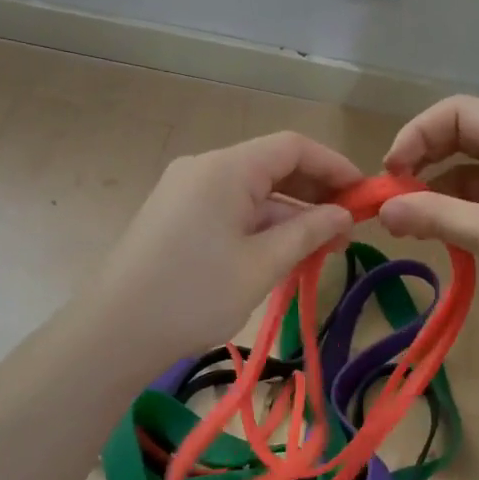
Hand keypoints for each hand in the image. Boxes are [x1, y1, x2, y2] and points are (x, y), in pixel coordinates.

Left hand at [83, 131, 359, 364]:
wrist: (113, 332)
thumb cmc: (194, 295)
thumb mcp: (262, 264)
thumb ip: (308, 232)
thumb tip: (343, 214)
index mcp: (226, 168)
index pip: (292, 147)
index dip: (334, 166)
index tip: (365, 194)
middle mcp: (204, 168)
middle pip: (271, 165)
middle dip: (313, 191)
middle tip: (348, 226)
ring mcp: (185, 191)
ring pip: (251, 190)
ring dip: (288, 213)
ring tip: (322, 246)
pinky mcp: (175, 216)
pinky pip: (229, 208)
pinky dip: (260, 224)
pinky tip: (282, 252)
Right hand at [378, 96, 478, 333]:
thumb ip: (433, 215)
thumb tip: (382, 209)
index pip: (455, 112)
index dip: (415, 135)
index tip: (390, 176)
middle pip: (464, 135)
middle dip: (424, 161)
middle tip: (395, 200)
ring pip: (476, 168)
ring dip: (441, 189)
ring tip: (413, 224)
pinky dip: (465, 207)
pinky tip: (447, 234)